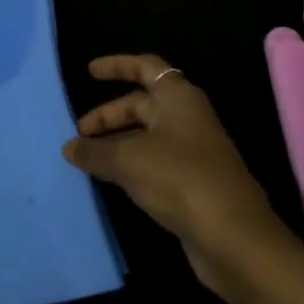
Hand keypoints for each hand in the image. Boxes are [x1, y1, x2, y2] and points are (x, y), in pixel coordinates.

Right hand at [63, 55, 299, 291]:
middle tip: (79, 133)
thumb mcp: (128, 160)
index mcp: (178, 98)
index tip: (89, 72)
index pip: (145, 68)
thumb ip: (95, 151)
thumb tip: (69, 147)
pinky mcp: (191, 183)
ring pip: (146, 137)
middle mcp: (187, 118)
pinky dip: (130, 166)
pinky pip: (153, 163)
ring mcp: (192, 152)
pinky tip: (109, 180)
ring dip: (116, 143)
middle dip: (109, 115)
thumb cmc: (180, 179)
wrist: (234, 237)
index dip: (117, 66)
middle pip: (142, 105)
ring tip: (86, 158)